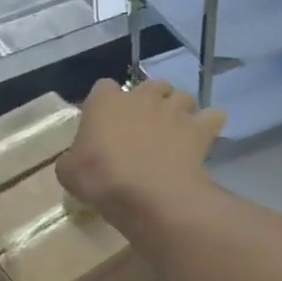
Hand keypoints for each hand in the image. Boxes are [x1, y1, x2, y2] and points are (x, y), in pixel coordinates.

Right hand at [56, 79, 224, 231]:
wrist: (148, 195)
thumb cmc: (100, 178)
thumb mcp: (68, 172)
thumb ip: (72, 159)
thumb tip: (75, 161)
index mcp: (105, 101)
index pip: (103, 87)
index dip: (105, 104)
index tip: (105, 124)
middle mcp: (142, 96)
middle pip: (150, 85)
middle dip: (150, 100)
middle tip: (144, 126)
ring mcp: (174, 110)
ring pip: (182, 96)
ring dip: (179, 109)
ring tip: (175, 130)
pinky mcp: (199, 128)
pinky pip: (212, 116)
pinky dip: (209, 124)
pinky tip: (204, 137)